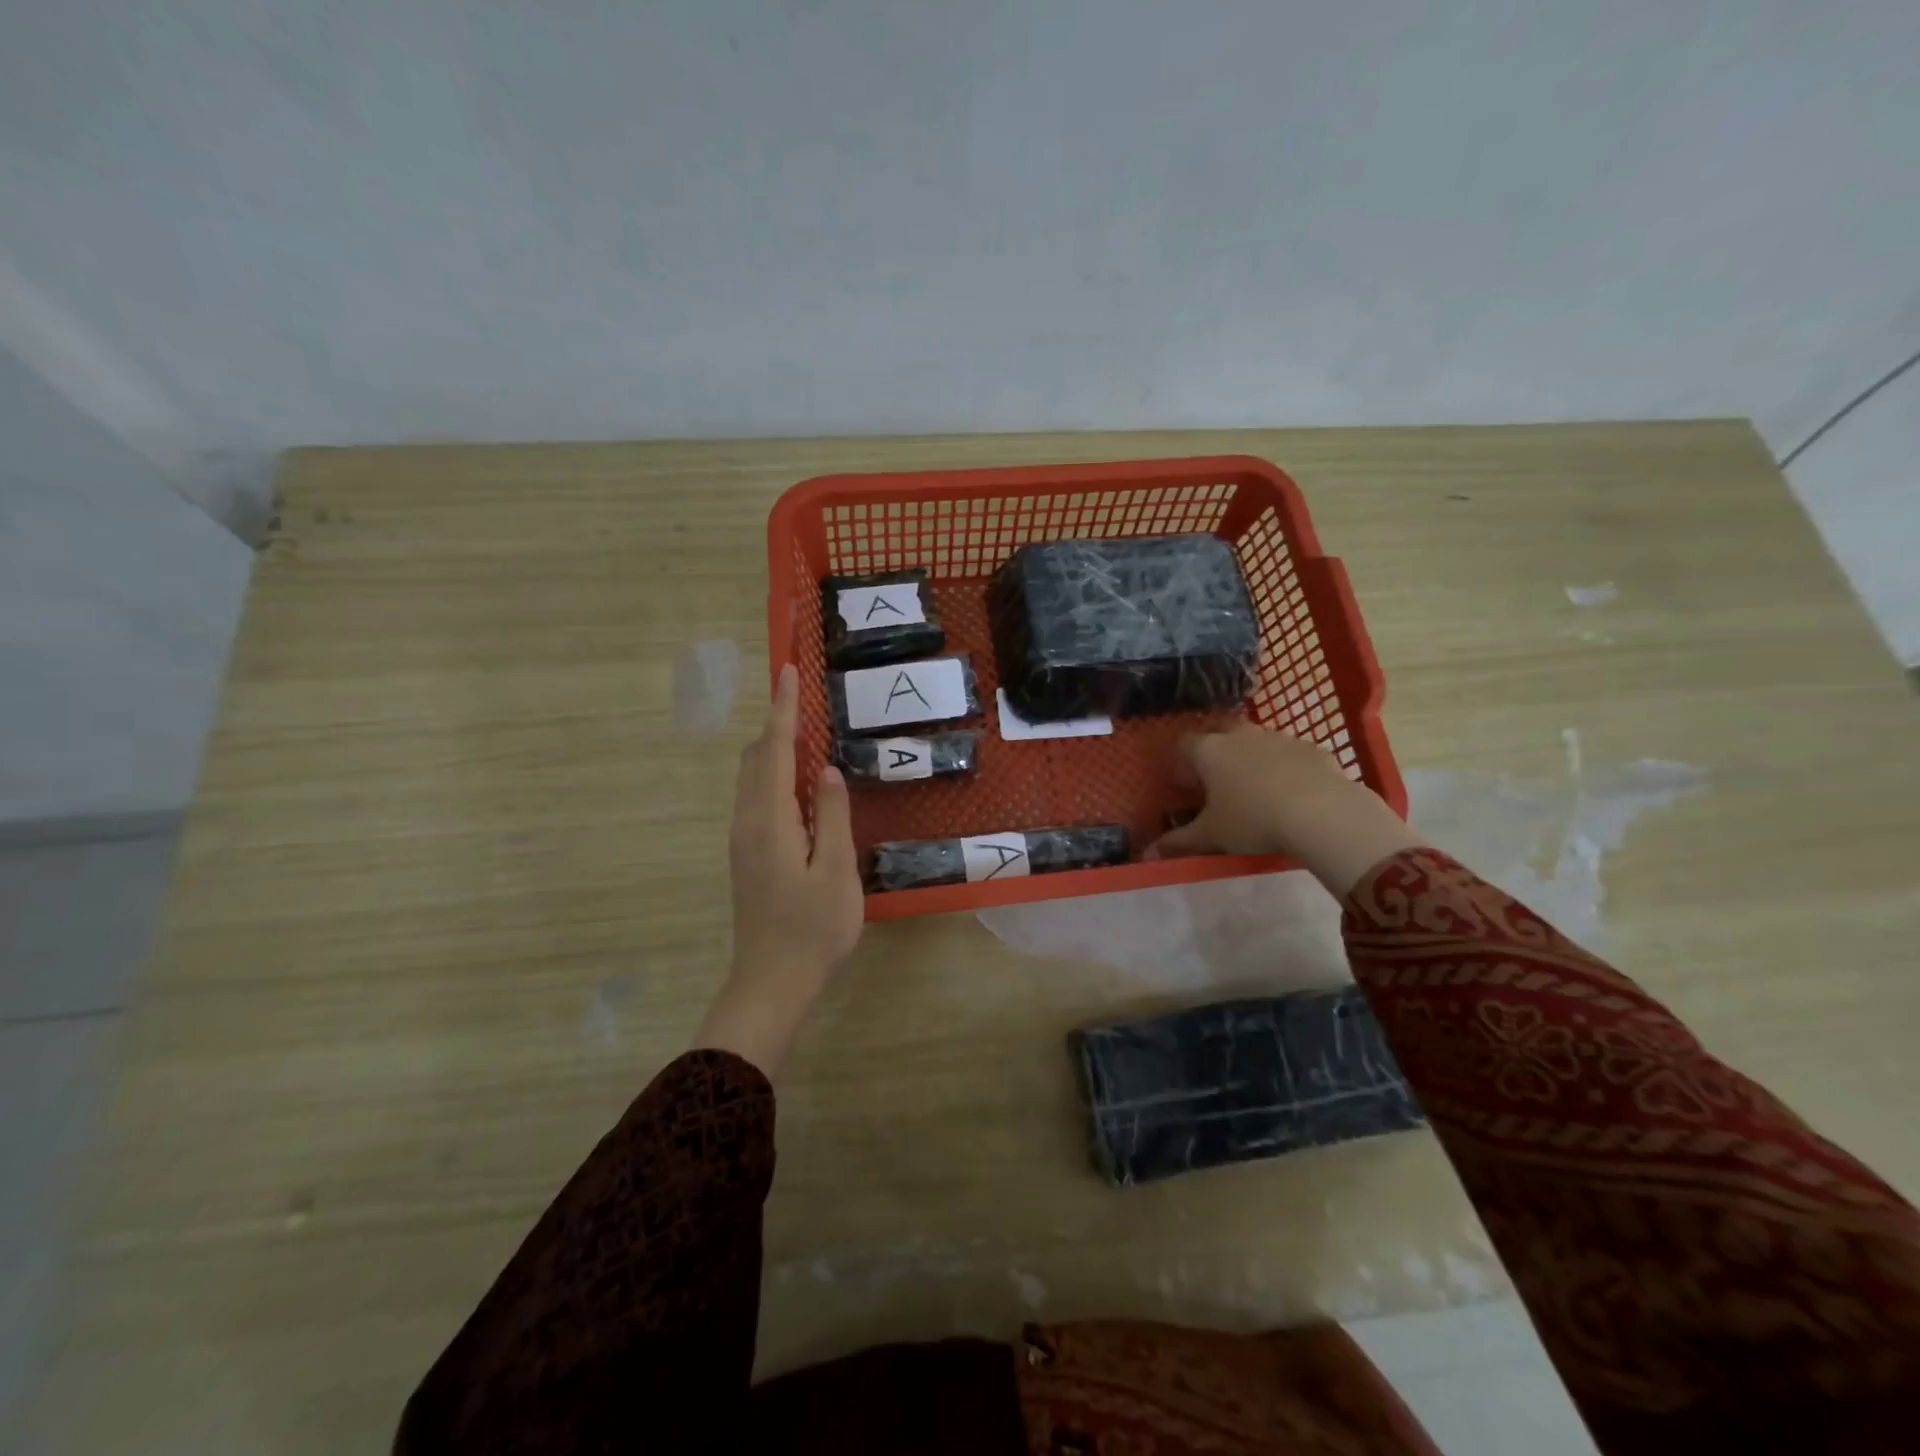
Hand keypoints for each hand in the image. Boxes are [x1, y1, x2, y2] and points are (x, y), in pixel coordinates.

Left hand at [695, 664, 862, 1073]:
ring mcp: (743, 840)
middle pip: (755, 758)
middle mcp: (747, 821)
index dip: (783, 710)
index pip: (774, 750)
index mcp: (769, 819)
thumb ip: (832, 816)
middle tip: (804, 700)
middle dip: (776, 724)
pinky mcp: (748, 855)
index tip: (788, 672)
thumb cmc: (812, 929)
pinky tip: (800, 786)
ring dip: (774, 750)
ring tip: (806, 735)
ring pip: (752, 779)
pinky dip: (774, 775)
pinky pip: (757, 798)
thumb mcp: (836, 871)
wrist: (771, 983)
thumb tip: (827, 770)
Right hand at [1147, 722, 1422, 897]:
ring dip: (1250, 757)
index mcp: (1209, 751)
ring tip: (1254, 788)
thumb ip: (1179, 842)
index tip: (1182, 784)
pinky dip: (1284, 767)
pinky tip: (1290, 792)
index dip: (1180, 762)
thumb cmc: (1253, 820)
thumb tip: (1148, 853)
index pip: (1183, 744)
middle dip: (1214, 751)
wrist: (1324, 813)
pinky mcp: (1312, 748)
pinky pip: (1288, 753)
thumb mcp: (1211, 836)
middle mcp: (1240, 735)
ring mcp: (1278, 738)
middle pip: (1219, 732)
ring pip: (1255, 741)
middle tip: (1216, 781)